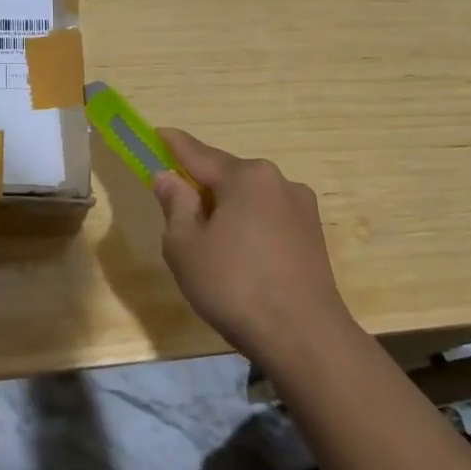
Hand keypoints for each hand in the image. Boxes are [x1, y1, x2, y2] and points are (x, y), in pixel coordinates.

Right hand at [151, 129, 353, 362]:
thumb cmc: (234, 286)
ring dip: (227, 209)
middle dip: (201, 186)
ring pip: (250, 199)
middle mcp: (278, 181)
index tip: (157, 133)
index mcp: (246, 177)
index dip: (173, 145)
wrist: (304, 336)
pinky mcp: (313, 236)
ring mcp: (301, 208)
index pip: (199, 154)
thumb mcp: (185, 246)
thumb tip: (169, 178)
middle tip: (177, 208)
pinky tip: (240, 258)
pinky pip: (268, 219)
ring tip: (210, 245)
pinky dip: (248, 227)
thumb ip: (175, 205)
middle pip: (228, 176)